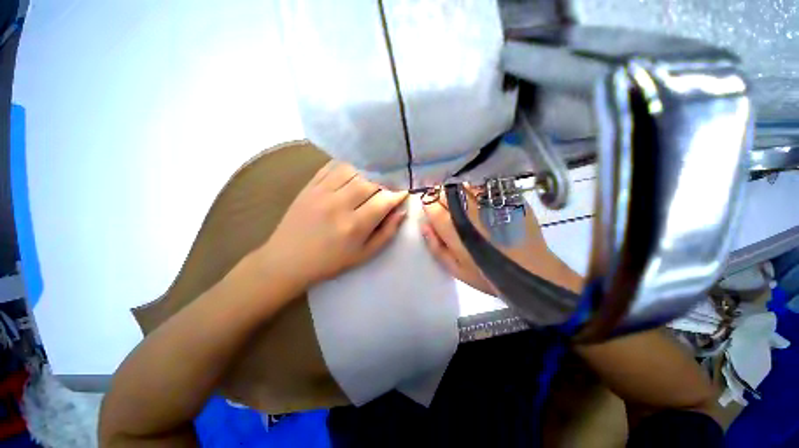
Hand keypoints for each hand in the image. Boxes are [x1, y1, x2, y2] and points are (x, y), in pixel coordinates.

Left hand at [261, 161, 407, 289]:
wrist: (287, 260)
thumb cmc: (330, 262)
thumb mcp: (364, 255)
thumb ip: (386, 233)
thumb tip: (402, 211)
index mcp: (354, 226)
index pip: (384, 200)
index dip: (397, 195)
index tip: (404, 192)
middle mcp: (339, 205)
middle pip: (370, 182)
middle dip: (385, 182)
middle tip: (390, 185)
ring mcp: (322, 192)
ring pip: (353, 170)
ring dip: (367, 172)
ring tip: (373, 178)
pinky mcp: (309, 187)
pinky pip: (332, 167)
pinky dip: (347, 166)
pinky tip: (353, 171)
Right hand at [420, 187, 579, 293]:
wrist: (530, 271)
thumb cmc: (488, 274)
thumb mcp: (456, 269)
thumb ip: (436, 247)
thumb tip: (424, 225)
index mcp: (453, 228)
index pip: (431, 205)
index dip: (428, 202)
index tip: (431, 204)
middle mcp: (468, 211)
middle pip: (445, 191)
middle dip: (440, 193)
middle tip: (445, 201)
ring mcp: (487, 202)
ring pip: (463, 183)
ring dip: (457, 186)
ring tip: (461, 195)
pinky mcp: (505, 198)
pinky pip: (485, 183)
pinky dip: (477, 184)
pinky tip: (478, 191)